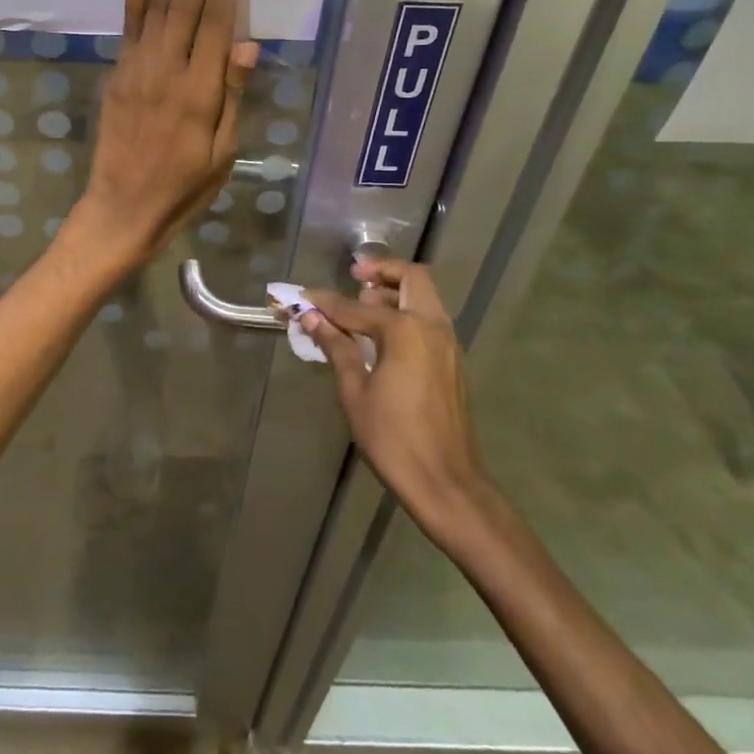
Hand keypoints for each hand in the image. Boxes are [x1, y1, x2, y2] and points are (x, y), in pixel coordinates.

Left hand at [67, 0, 259, 270]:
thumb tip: (248, 45)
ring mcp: (138, 71)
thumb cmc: (184, 187)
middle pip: (187, 4)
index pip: (217, 22)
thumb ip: (233, 96)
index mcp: (201, 91)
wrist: (123, 208)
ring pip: (157, 9)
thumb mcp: (223, 153)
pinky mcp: (118, 78)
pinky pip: (129, 31)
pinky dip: (136, 1)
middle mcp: (168, 71)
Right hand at [300, 258, 486, 525]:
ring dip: (395, 291)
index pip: (355, 307)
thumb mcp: (355, 392)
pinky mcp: (451, 361)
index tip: (302, 298)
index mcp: (405, 330)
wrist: (447, 482)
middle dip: (381, 271)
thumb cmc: (393, 438)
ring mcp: (447, 343)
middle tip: (353, 277)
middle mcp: (432, 326)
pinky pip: (429, 319)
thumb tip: (313, 318)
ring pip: (424, 297)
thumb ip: (337, 348)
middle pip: (411, 278)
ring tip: (362, 307)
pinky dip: (406, 313)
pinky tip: (380, 336)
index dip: (325, 302)